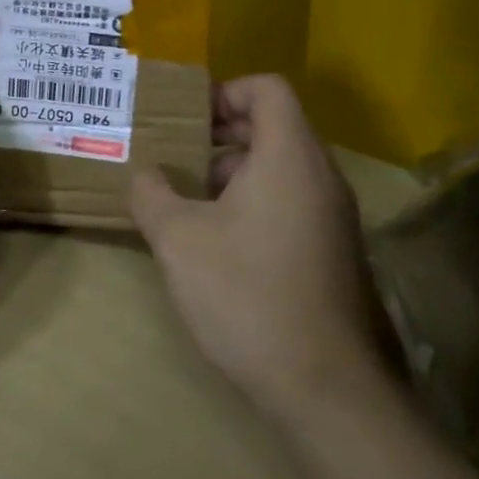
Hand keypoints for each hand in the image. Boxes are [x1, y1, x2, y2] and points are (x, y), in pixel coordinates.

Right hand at [130, 75, 387, 425]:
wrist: (326, 389)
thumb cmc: (247, 294)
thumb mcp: (178, 239)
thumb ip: (152, 194)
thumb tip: (143, 174)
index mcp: (289, 156)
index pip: (267, 88)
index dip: (225, 91)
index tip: (186, 119)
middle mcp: (321, 177)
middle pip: (275, 125)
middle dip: (221, 134)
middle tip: (178, 157)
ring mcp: (334, 217)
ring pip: (282, 167)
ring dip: (235, 172)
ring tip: (190, 203)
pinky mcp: (335, 253)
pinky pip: (293, 202)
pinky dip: (255, 203)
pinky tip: (219, 243)